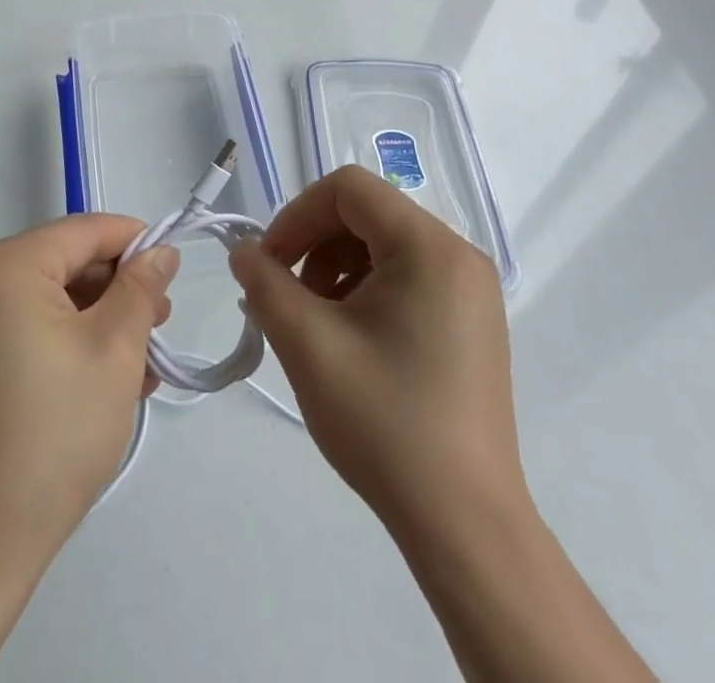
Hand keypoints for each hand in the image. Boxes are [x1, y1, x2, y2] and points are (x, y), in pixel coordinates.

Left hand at [0, 214, 178, 575]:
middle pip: (59, 261)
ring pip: (40, 294)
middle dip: (114, 289)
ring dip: (91, 318)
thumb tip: (160, 250)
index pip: (81, 231)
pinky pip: (15, 322)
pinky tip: (98, 372)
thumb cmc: (53, 437)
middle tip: (158, 324)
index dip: (133, 243)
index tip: (170, 268)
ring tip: (139, 360)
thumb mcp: (114, 351)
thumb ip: (140, 288)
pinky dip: (57, 337)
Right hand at [228, 166, 525, 536]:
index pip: (349, 189)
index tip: (269, 263)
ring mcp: (471, 290)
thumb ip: (264, 284)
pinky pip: (406, 276)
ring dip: (336, 268)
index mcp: (430, 247)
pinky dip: (366, 290)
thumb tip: (244, 252)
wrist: (465, 525)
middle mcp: (459, 255)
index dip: (297, 215)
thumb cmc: (385, 423)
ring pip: (383, 245)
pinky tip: (348, 338)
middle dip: (314, 245)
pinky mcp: (471, 321)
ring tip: (314, 322)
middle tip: (284, 296)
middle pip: (367, 214)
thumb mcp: (308, 345)